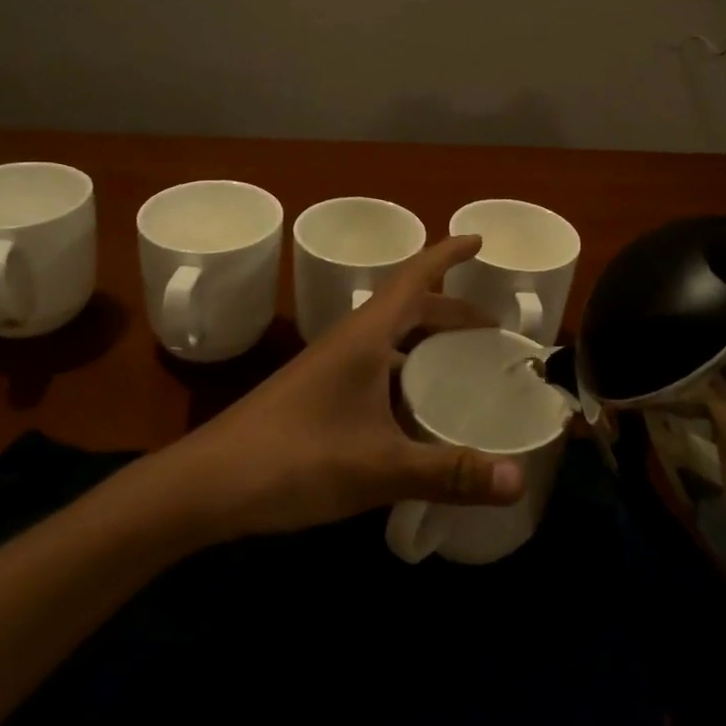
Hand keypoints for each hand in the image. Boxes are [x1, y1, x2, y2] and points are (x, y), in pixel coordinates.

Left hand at [170, 236, 526, 538]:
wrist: (206, 485)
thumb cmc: (294, 458)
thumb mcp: (379, 467)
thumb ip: (449, 472)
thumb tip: (519, 481)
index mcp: (366, 336)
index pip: (414, 277)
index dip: (447, 255)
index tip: (479, 240)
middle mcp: (350, 342)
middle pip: (409, 310)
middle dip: (451, 312)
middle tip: (492, 330)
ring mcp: (331, 368)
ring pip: (390, 342)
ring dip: (427, 343)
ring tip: (464, 366)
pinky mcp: (319, 396)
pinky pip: (376, 370)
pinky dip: (406, 376)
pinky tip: (417, 414)